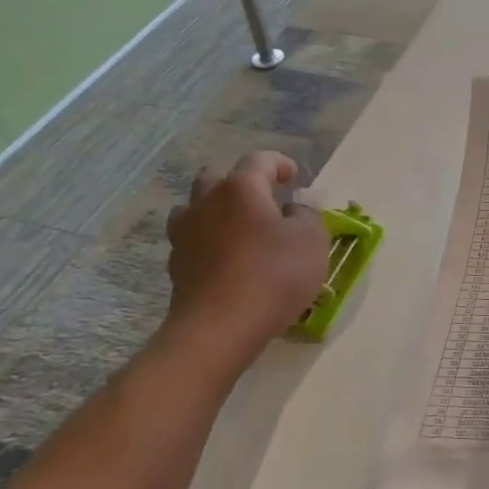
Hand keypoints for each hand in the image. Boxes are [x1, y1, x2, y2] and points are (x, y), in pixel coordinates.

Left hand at [163, 152, 329, 351]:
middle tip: (262, 201)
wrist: (220, 327)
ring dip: (215, 211)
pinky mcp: (176, 266)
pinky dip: (208, 242)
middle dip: (239, 184)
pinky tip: (225, 260)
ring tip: (237, 228)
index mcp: (241, 188)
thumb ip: (307, 215)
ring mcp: (185, 234)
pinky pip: (192, 241)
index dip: (279, 164)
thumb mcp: (312, 240)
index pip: (259, 160)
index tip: (293, 177)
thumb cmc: (274, 275)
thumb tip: (293, 209)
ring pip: (195, 208)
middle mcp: (206, 202)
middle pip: (217, 178)